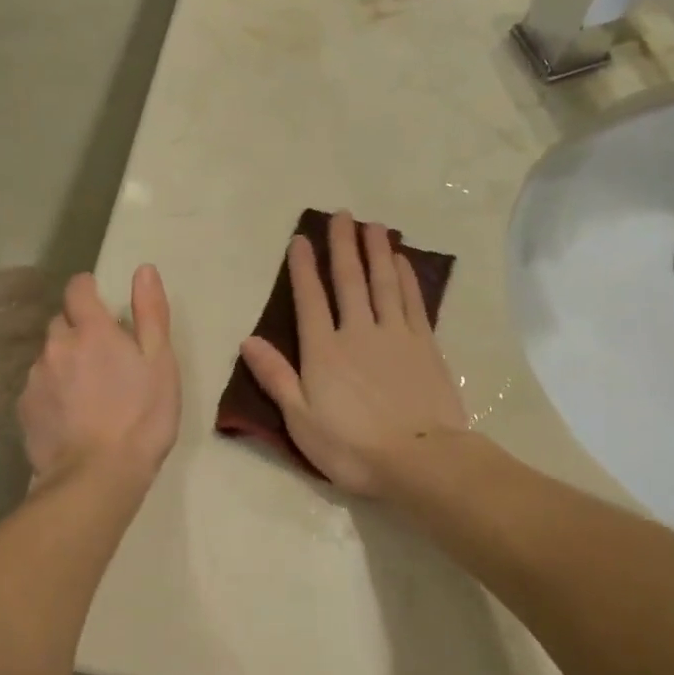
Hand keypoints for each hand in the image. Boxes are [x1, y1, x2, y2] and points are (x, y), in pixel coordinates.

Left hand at [19, 265, 180, 490]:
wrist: (97, 476)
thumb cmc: (142, 416)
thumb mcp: (160, 362)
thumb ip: (151, 313)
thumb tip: (143, 270)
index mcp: (91, 330)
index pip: (78, 289)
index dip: (88, 290)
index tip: (101, 303)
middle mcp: (56, 346)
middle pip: (61, 322)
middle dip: (78, 330)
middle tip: (104, 357)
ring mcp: (35, 377)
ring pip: (48, 356)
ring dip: (65, 362)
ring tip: (88, 393)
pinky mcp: (24, 408)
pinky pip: (38, 386)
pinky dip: (53, 391)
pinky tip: (71, 415)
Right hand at [240, 211, 466, 496]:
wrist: (420, 459)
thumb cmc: (352, 447)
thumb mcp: (301, 420)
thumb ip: (276, 377)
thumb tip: (248, 340)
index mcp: (324, 351)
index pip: (310, 300)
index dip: (303, 268)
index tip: (301, 239)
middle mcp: (358, 332)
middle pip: (349, 280)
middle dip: (343, 246)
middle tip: (342, 215)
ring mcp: (395, 335)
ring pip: (383, 283)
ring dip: (376, 251)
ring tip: (373, 225)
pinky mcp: (424, 344)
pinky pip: (413, 301)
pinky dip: (406, 278)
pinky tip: (402, 261)